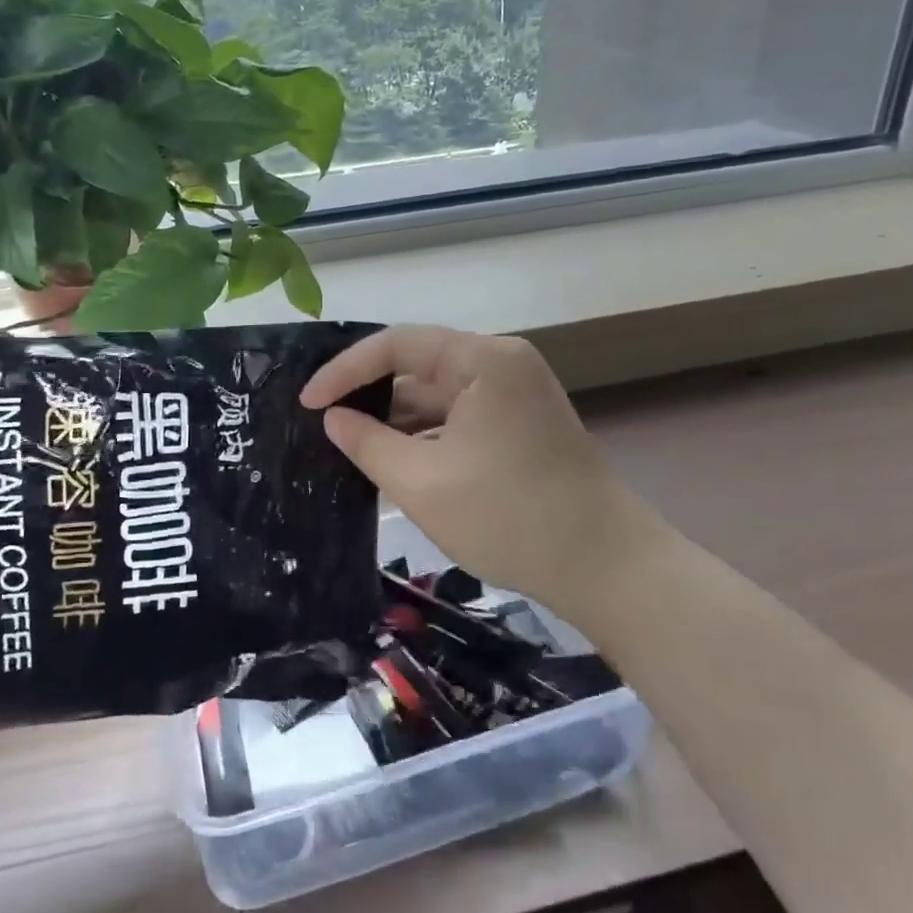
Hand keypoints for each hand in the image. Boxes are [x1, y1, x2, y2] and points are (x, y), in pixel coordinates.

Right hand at [303, 327, 659, 612]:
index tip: (307, 404)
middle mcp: (501, 363)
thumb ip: (367, 442)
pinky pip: (459, 415)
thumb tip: (333, 418)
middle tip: (322, 423)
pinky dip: (425, 433)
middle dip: (369, 394)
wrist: (604, 567)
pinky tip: (393, 457)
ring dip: (396, 417)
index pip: (397, 345)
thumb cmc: (508, 518)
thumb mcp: (421, 483)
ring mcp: (515, 393)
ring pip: (437, 393)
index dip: (344, 370)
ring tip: (348, 443)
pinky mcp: (520, 422)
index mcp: (483, 360)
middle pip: (418, 365)